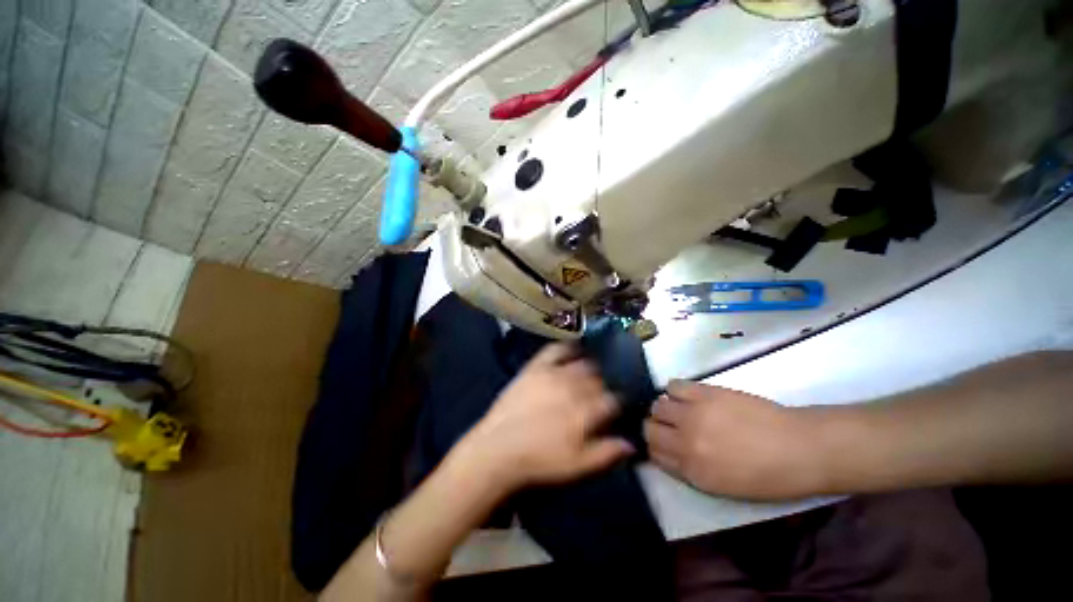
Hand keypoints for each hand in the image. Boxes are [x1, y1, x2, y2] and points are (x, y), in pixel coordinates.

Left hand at [457, 343, 633, 492]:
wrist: (499, 448)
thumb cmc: (541, 461)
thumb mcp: (578, 465)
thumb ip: (607, 452)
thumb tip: (632, 443)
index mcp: (587, 411)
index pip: (613, 400)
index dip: (616, 403)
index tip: (614, 408)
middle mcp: (574, 386)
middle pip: (599, 379)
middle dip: (603, 386)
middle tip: (598, 394)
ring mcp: (554, 373)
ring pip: (582, 364)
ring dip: (590, 368)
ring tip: (588, 375)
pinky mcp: (536, 366)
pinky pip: (556, 349)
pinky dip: (567, 347)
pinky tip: (573, 349)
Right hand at [644, 380, 823, 500]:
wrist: (800, 448)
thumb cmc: (768, 475)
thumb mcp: (723, 487)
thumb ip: (689, 470)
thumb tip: (670, 452)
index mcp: (692, 471)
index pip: (654, 454)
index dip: (655, 447)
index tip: (662, 443)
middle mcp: (685, 442)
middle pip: (649, 428)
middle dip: (654, 427)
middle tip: (668, 426)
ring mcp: (693, 415)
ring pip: (657, 405)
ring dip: (664, 408)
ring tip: (679, 409)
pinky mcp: (704, 393)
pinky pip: (673, 386)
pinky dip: (675, 390)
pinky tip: (687, 396)